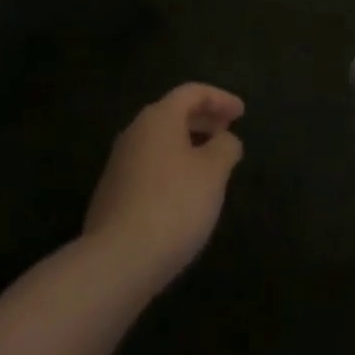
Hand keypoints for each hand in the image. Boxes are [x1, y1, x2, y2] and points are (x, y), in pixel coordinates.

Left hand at [84, 83, 245, 291]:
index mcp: (159, 117)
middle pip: (173, 114)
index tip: (242, 113)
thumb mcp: (213, 173)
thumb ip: (225, 148)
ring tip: (211, 164)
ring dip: (188, 144)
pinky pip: (149, 167)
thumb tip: (226, 139)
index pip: (192, 92)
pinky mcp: (112, 194)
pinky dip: (172, 167)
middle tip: (228, 131)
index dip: (220, 99)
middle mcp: (135, 132)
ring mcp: (119, 164)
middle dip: (203, 119)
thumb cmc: (173, 205)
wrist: (116, 261)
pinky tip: (184, 193)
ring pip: (160, 142)